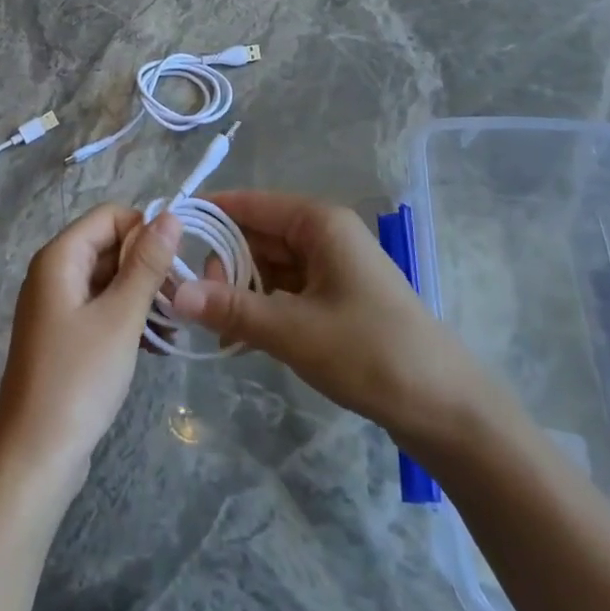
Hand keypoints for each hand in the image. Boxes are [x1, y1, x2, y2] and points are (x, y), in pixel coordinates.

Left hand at [0, 203, 180, 494]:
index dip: (145, 231)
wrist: (35, 457)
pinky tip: (156, 344)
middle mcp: (53, 272)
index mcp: (59, 257)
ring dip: (141, 295)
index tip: (175, 265)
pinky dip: (127, 317)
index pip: (110, 215)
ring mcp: (56, 305)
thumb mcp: (120, 317)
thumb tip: (170, 215)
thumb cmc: (78, 379)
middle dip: (146, 266)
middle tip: (180, 299)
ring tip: (173, 324)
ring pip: (108, 278)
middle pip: (109, 245)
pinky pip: (101, 307)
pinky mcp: (63, 335)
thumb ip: (147, 264)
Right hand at [170, 190, 478, 436]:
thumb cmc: (370, 352)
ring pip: (268, 265)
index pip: (248, 203)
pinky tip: (235, 337)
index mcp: (317, 222)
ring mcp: (331, 266)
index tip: (164, 236)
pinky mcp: (335, 297)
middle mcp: (323, 234)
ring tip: (205, 320)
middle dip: (219, 262)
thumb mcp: (292, 330)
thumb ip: (231, 308)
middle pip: (256, 235)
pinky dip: (259, 308)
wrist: (445, 407)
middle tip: (185, 296)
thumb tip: (173, 293)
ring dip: (238, 289)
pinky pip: (284, 290)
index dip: (206, 215)